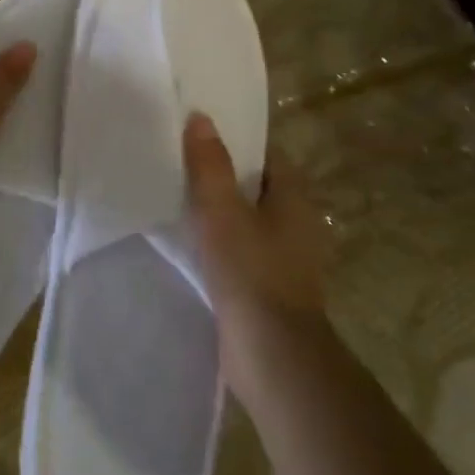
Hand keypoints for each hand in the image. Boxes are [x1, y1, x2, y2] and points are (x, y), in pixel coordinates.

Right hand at [183, 113, 331, 399]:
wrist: (273, 356)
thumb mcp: (223, 212)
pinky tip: (189, 241)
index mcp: (295, 198)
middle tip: (181, 160)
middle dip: (223, 174)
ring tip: (177, 195)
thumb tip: (201, 118)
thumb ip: (210, 166)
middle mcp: (297, 223)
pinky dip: (219, 241)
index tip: (201, 132)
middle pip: (256, 186)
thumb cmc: (252, 273)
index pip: (267, 155)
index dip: (237, 141)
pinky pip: (240, 250)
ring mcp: (285, 258)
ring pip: (247, 219)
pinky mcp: (268, 286)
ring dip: (219, 210)